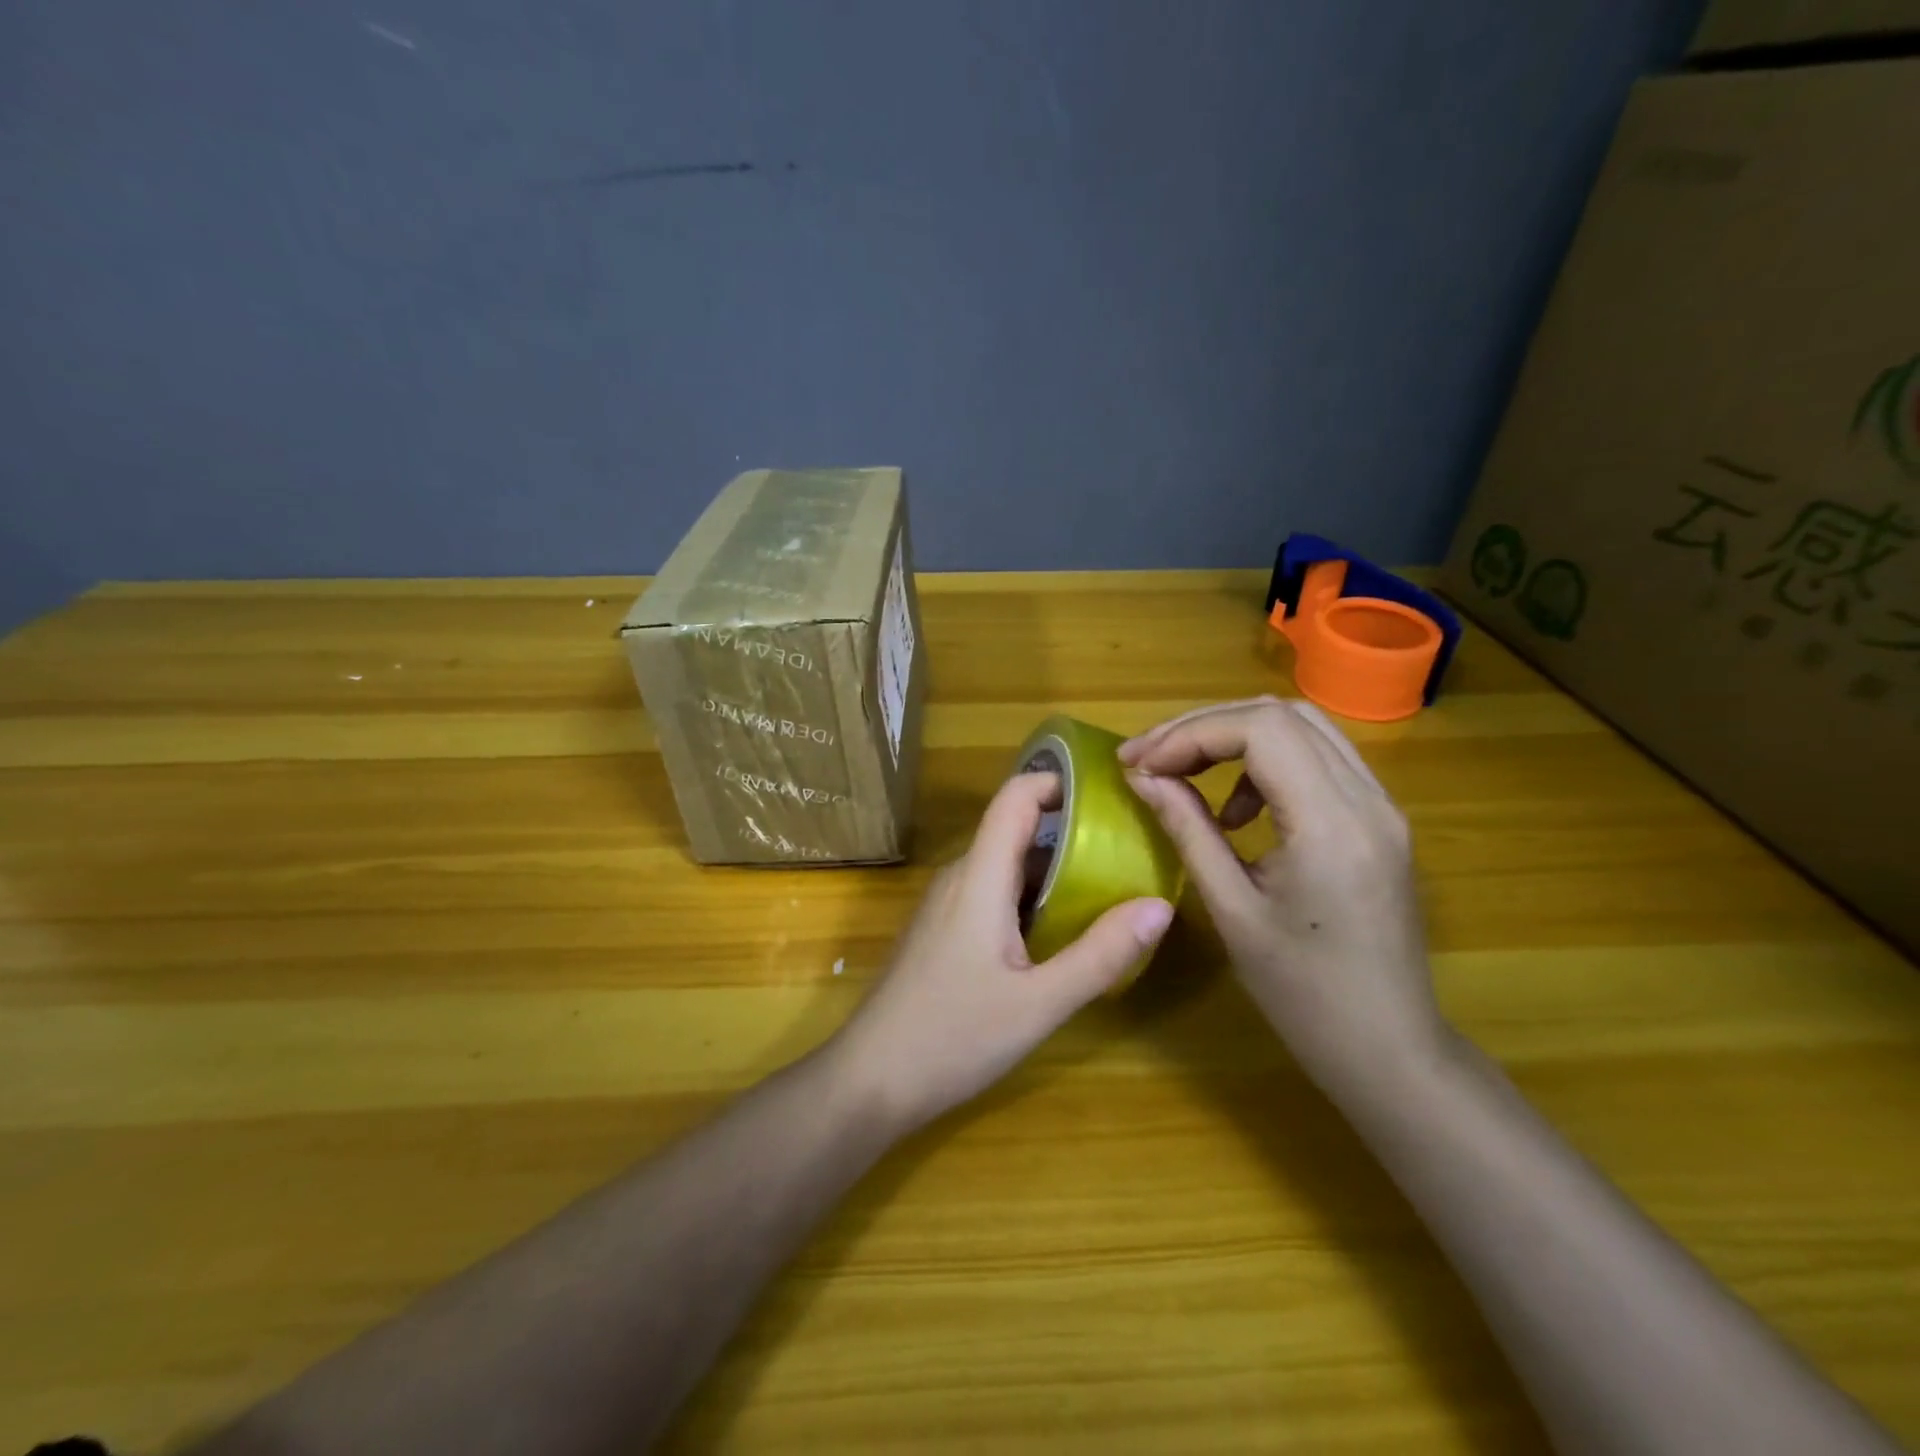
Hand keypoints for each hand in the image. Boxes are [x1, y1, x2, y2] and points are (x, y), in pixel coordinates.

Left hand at [831, 770, 1174, 1132]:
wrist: (871, 1079)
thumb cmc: (953, 1036)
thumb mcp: (1039, 1003)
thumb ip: (1100, 954)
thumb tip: (1159, 905)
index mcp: (979, 877)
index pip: (1014, 798)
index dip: (1057, 780)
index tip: (1109, 792)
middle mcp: (960, 877)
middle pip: (1015, 829)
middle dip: (1071, 829)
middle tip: (1128, 845)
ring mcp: (947, 904)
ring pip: (1005, 865)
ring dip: (1053, 867)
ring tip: (1108, 883)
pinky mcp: (943, 930)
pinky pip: (993, 893)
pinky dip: (1031, 896)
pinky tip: (1061, 928)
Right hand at [1120, 697, 1445, 1100]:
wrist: (1389, 1049)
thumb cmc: (1303, 994)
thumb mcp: (1231, 910)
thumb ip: (1187, 829)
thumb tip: (1143, 777)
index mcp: (1332, 824)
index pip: (1260, 730)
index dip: (1189, 734)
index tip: (1138, 763)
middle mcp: (1367, 798)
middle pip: (1280, 714)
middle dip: (1204, 726)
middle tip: (1150, 757)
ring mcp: (1381, 806)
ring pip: (1302, 727)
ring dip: (1234, 736)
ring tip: (1185, 775)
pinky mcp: (1379, 819)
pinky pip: (1319, 759)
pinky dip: (1267, 761)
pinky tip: (1238, 810)